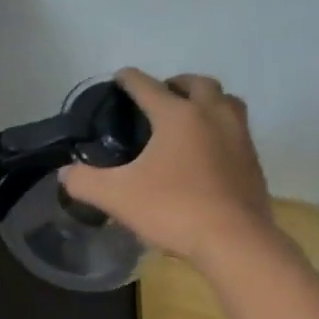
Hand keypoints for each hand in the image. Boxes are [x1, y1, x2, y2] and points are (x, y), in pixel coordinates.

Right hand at [60, 70, 274, 269]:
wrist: (234, 241)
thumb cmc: (173, 209)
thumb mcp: (116, 196)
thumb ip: (84, 181)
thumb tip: (65, 173)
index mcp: (178, 116)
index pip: (148, 86)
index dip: (130, 80)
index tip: (120, 77)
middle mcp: (212, 116)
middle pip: (198, 84)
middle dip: (176, 83)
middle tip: (159, 97)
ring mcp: (239, 137)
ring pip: (226, 102)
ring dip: (206, 101)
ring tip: (188, 117)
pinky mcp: (252, 162)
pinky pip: (236, 130)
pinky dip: (219, 129)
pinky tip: (205, 152)